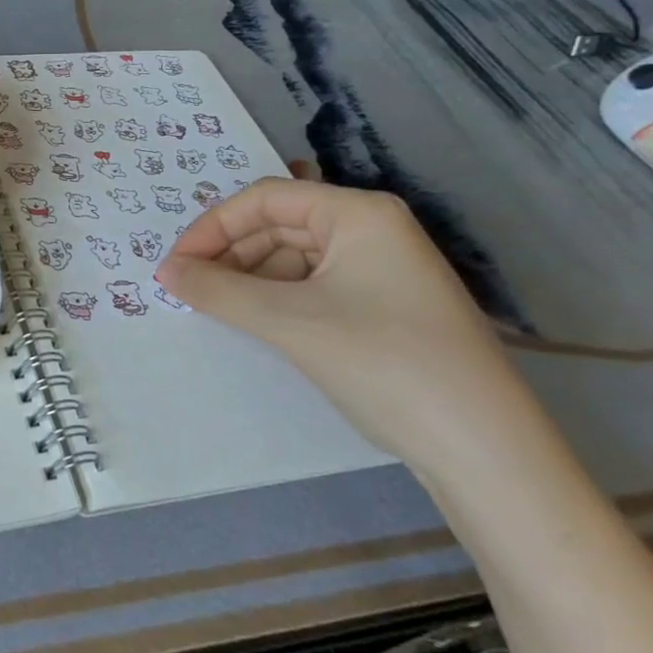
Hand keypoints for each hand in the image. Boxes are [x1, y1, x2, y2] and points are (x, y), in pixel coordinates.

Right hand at [156, 178, 549, 476]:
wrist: (486, 453)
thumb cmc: (386, 364)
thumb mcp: (291, 323)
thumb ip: (219, 291)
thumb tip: (165, 272)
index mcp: (358, 213)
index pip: (265, 199)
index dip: (212, 226)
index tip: (175, 264)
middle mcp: (372, 229)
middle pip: (278, 225)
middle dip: (229, 253)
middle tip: (188, 288)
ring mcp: (382, 269)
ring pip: (293, 257)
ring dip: (249, 278)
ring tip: (216, 307)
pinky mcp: (384, 306)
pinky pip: (313, 285)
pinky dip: (276, 298)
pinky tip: (256, 322)